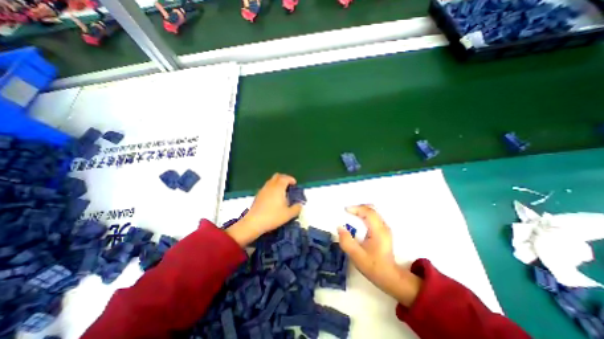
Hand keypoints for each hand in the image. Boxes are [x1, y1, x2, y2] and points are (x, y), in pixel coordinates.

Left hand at [225, 174, 304, 246]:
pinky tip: (273, 197)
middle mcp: (270, 186)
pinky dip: (272, 188)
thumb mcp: (288, 214)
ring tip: (282, 192)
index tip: (295, 184)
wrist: (254, 222)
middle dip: (284, 178)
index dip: (291, 179)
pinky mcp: (258, 195)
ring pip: (271, 181)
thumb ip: (296, 208)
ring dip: (277, 183)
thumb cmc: (273, 217)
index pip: (285, 178)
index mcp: (278, 188)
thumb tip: (299, 205)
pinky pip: (267, 186)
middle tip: (289, 185)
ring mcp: (263, 190)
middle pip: (277, 176)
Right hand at [338, 204, 420, 306]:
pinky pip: (373, 216)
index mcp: (378, 231)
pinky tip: (358, 220)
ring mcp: (385, 228)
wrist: (390, 277)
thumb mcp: (356, 256)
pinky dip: (364, 215)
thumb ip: (346, 241)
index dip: (356, 208)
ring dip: (361, 210)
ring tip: (350, 214)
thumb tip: (339, 227)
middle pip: (371, 209)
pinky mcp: (383, 230)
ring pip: (373, 212)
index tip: (345, 210)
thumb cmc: (373, 266)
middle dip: (358, 207)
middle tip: (347, 211)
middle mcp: (383, 226)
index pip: (368, 212)